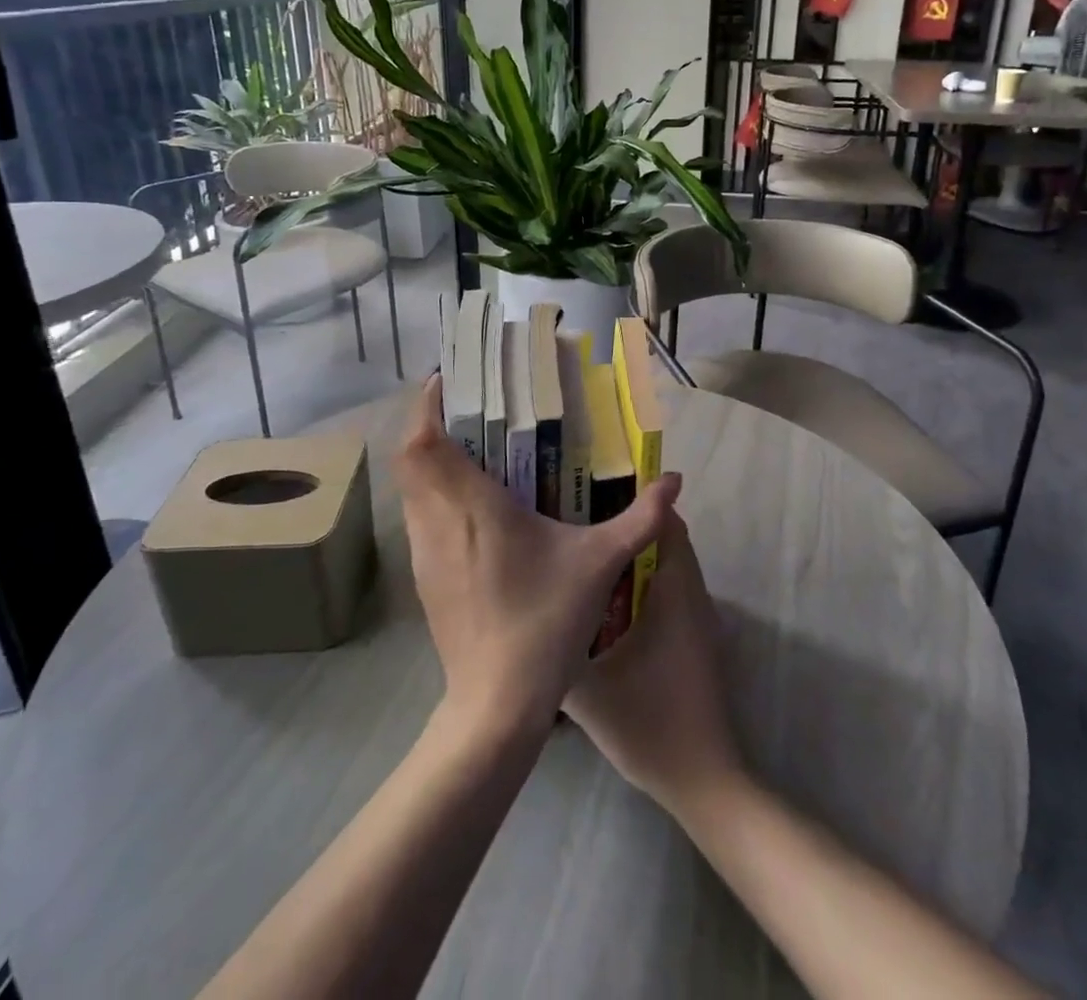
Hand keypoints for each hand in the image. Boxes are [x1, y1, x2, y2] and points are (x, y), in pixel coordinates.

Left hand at [397, 375, 676, 739]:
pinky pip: (419, 517)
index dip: (429, 404)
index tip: (453, 381)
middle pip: (410, 457)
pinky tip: (475, 508)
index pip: (423, 440)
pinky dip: (434, 495)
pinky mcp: (424, 579)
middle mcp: (437, 521)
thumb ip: (641, 518)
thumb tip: (676, 480)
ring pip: (411, 488)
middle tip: (474, 410)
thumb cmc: (544, 623)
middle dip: (432, 424)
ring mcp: (424, 553)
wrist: (495, 706)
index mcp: (472, 505)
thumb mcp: (600, 564)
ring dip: (432, 460)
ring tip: (475, 450)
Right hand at [563, 512, 743, 815]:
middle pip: (666, 540)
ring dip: (634, 558)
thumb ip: (555, 648)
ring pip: (667, 568)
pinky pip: (669, 592)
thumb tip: (526, 618)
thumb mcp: (587, 689)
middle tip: (578, 523)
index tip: (592, 493)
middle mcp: (692, 595)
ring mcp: (697, 620)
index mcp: (674, 591)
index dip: (635, 501)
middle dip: (626, 527)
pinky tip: (604, 603)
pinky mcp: (694, 641)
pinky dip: (641, 584)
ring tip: (584, 556)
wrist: (703, 781)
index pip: (665, 523)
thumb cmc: (649, 723)